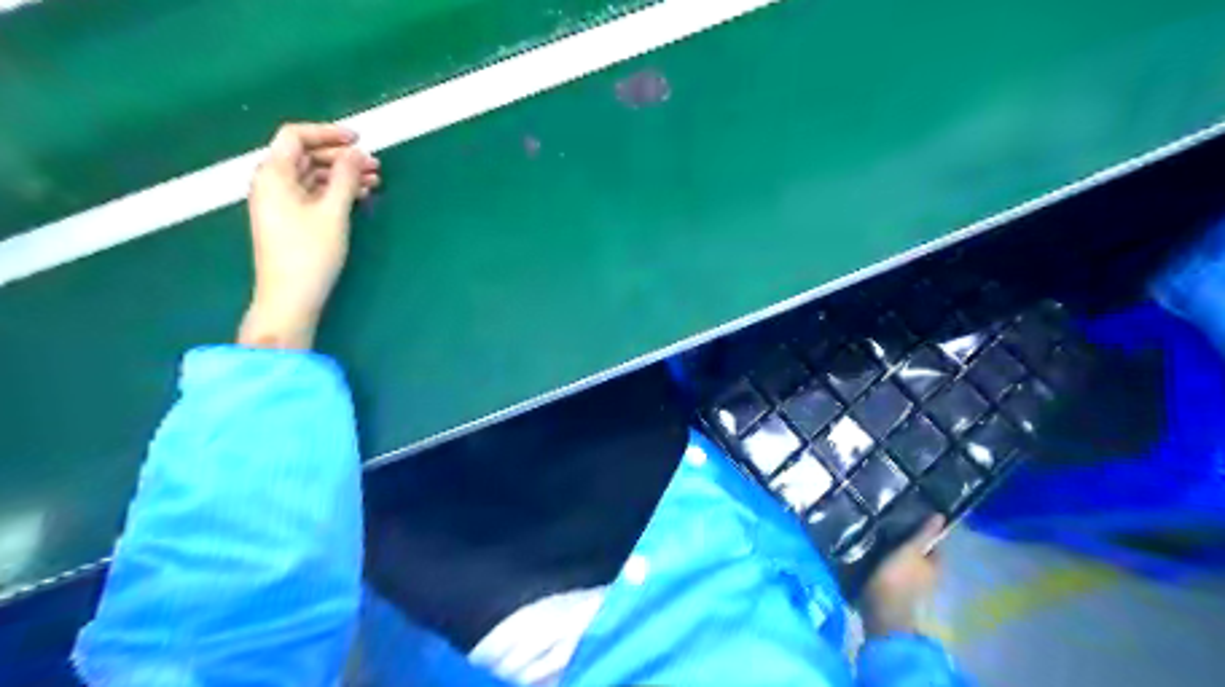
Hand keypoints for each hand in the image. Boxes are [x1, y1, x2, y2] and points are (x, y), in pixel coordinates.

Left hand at [234, 121, 378, 349]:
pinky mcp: (289, 219)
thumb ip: (346, 178)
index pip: (295, 136)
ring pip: (312, 176)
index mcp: (274, 174)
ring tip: (375, 181)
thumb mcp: (333, 212)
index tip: (359, 139)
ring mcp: (279, 202)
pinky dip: (335, 191)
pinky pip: (313, 194)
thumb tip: (357, 154)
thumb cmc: (310, 252)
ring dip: (342, 175)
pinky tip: (359, 197)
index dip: (328, 132)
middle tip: (374, 164)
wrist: (290, 296)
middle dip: (341, 156)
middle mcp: (271, 183)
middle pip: (305, 155)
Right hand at [859, 517, 945, 636]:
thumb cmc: (899, 577)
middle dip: (909, 543)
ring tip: (880, 538)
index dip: (924, 532)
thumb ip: (924, 534)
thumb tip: (941, 515)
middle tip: (891, 527)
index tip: (908, 519)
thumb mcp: (911, 550)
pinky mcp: (898, 592)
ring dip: (898, 553)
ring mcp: (915, 586)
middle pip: (922, 554)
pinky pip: (897, 572)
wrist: (883, 611)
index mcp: (937, 565)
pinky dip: (890, 564)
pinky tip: (877, 557)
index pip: (934, 544)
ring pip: (908, 564)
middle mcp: (931, 577)